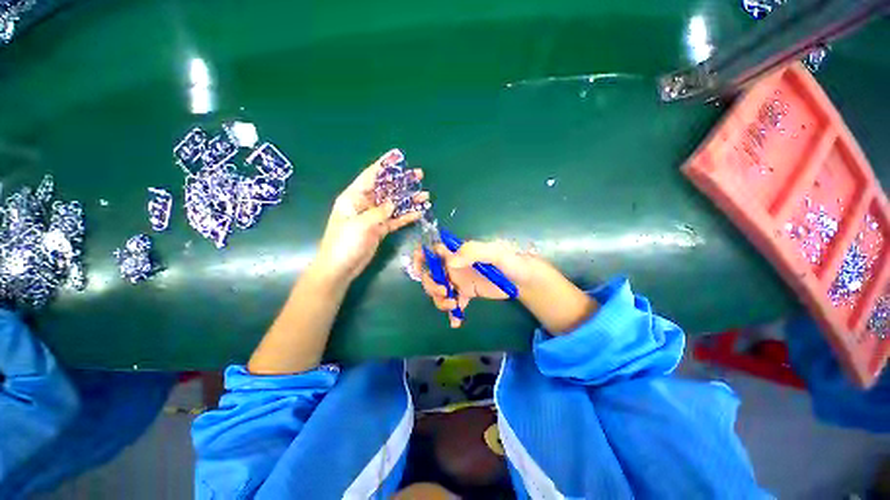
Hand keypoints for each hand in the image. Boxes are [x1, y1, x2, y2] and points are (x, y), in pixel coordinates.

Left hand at [313, 152, 428, 282]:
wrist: (340, 267)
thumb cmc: (344, 243)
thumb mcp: (361, 224)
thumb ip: (379, 212)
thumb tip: (394, 203)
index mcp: (354, 197)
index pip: (370, 176)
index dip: (384, 165)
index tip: (398, 156)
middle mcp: (364, 204)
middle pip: (386, 189)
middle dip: (403, 182)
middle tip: (419, 175)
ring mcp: (374, 217)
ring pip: (394, 205)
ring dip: (409, 200)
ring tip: (425, 195)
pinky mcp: (380, 229)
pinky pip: (396, 220)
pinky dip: (407, 216)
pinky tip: (419, 212)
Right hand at [412, 240, 543, 327]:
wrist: (524, 280)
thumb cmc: (511, 262)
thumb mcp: (495, 253)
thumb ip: (474, 253)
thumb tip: (450, 263)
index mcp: (459, 253)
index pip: (434, 250)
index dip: (422, 256)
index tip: (419, 268)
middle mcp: (456, 266)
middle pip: (432, 274)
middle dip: (431, 284)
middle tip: (444, 292)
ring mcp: (460, 280)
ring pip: (439, 290)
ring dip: (439, 300)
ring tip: (452, 306)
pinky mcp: (467, 293)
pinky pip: (454, 303)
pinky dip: (452, 313)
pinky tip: (456, 322)